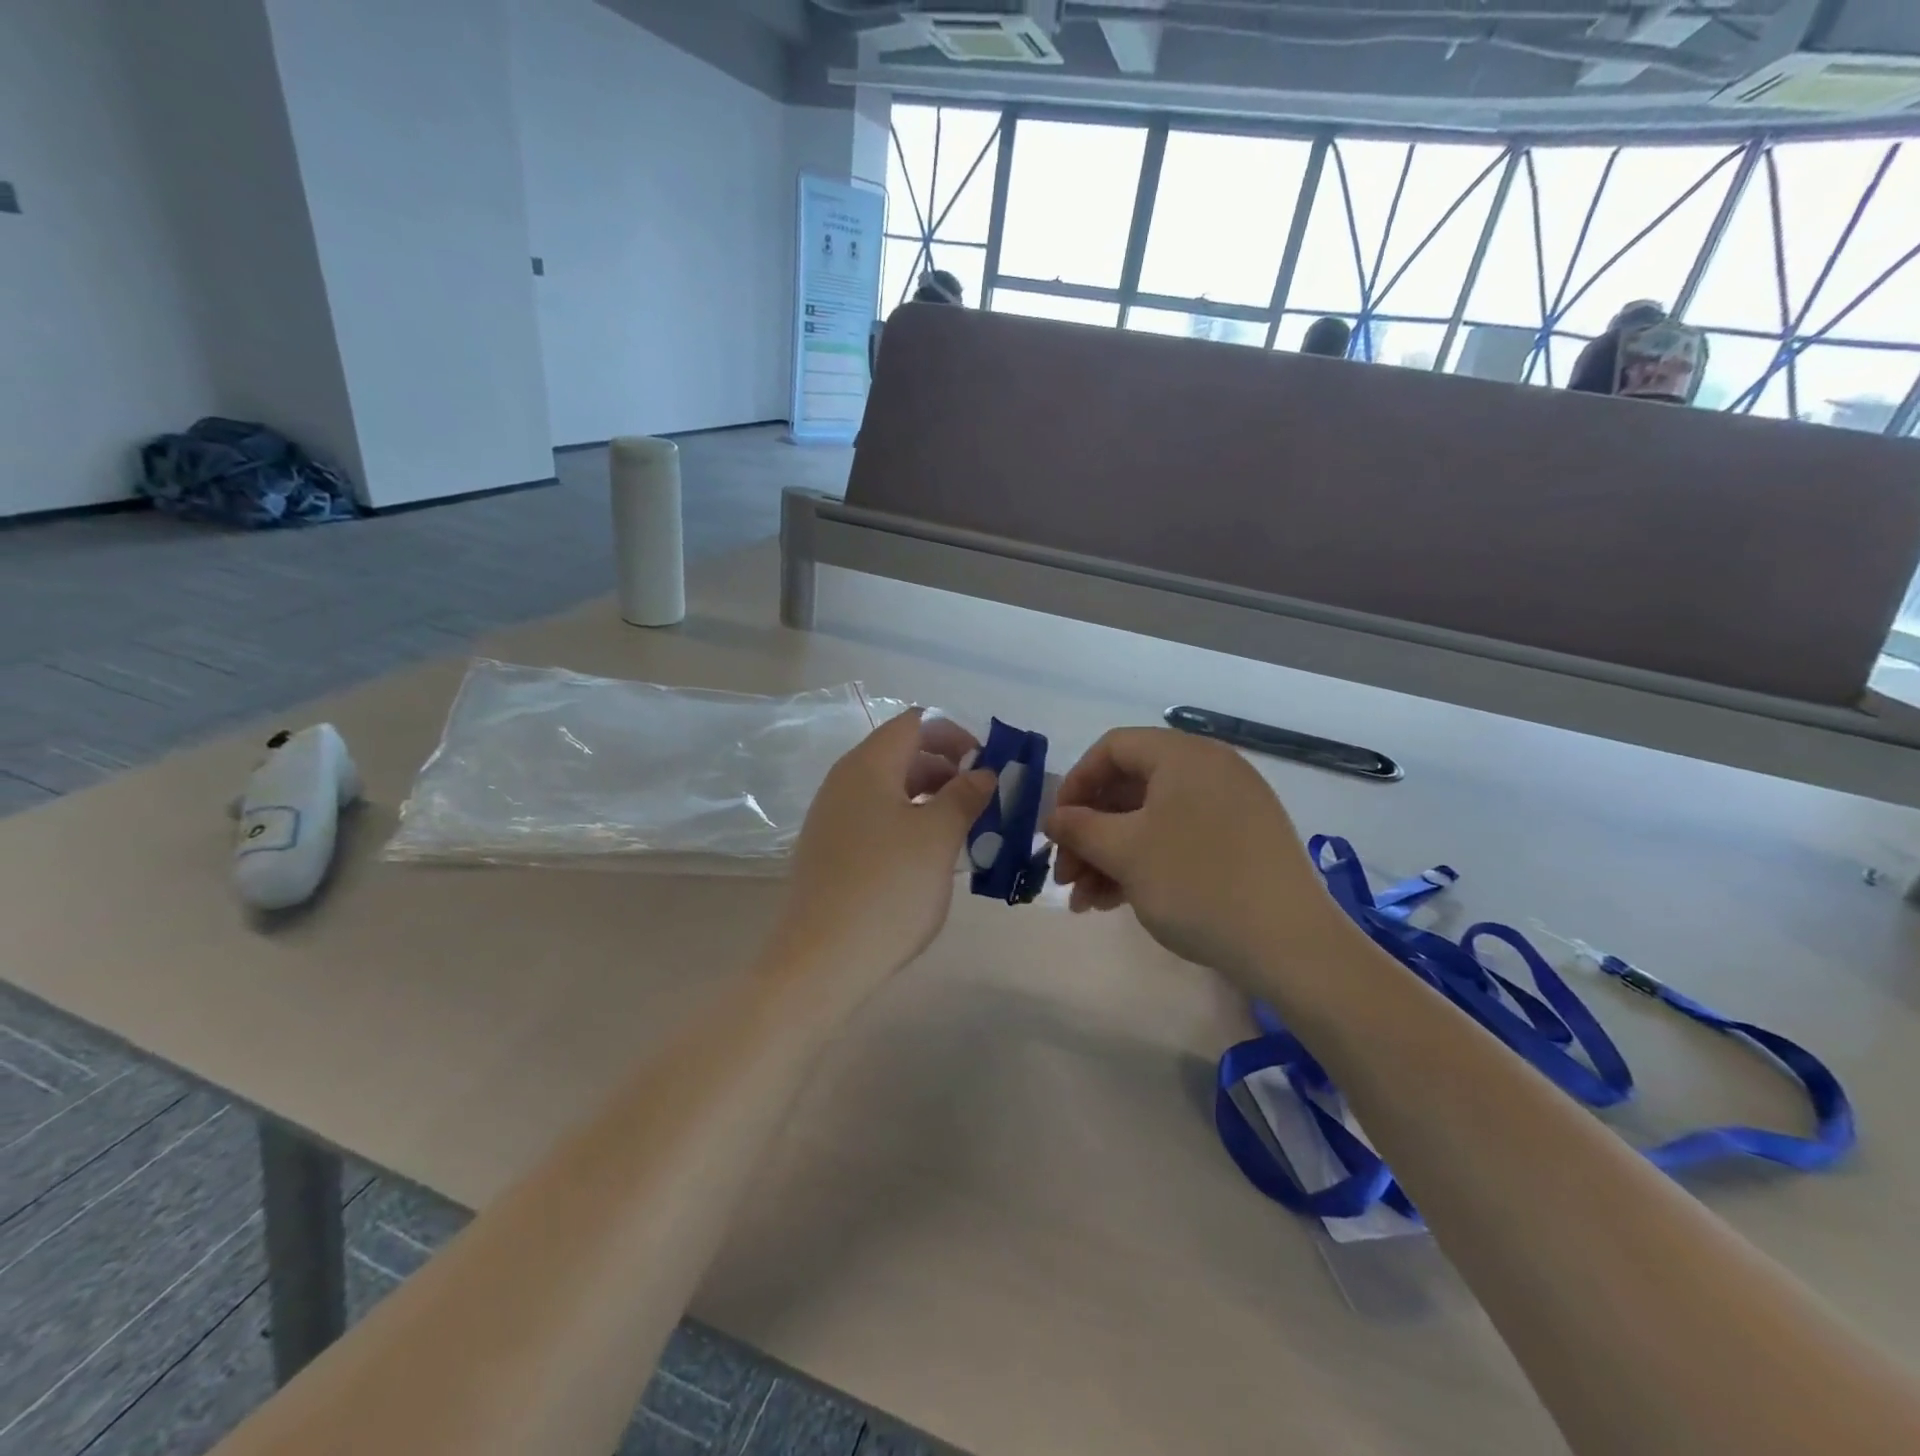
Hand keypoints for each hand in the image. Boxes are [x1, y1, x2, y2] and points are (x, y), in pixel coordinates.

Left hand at [770, 709, 995, 996]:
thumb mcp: (938, 837)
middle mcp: (844, 781)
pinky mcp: (830, 850)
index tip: (988, 765)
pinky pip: (875, 818)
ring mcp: (832, 817)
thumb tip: (983, 773)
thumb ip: (965, 795)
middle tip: (983, 800)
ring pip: (890, 789)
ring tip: (964, 829)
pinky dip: (908, 822)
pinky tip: (929, 856)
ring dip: (930, 798)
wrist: (821, 960)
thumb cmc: (888, 888)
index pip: (915, 723)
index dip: (955, 734)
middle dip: (947, 768)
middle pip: (902, 754)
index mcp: (868, 765)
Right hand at [1045, 728, 1339, 986]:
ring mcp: (1230, 807)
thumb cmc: (1196, 883)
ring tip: (1085, 901)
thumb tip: (1053, 818)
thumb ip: (1079, 828)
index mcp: (1184, 755)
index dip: (1075, 783)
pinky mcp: (1241, 843)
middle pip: (1129, 788)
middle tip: (1064, 875)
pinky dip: (1144, 864)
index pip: (1112, 748)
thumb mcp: (1125, 852)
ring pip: (1151, 820)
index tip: (1055, 826)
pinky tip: (1116, 902)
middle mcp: (1209, 770)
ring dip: (1110, 856)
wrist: (1291, 945)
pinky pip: (1179, 839)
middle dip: (1089, 833)